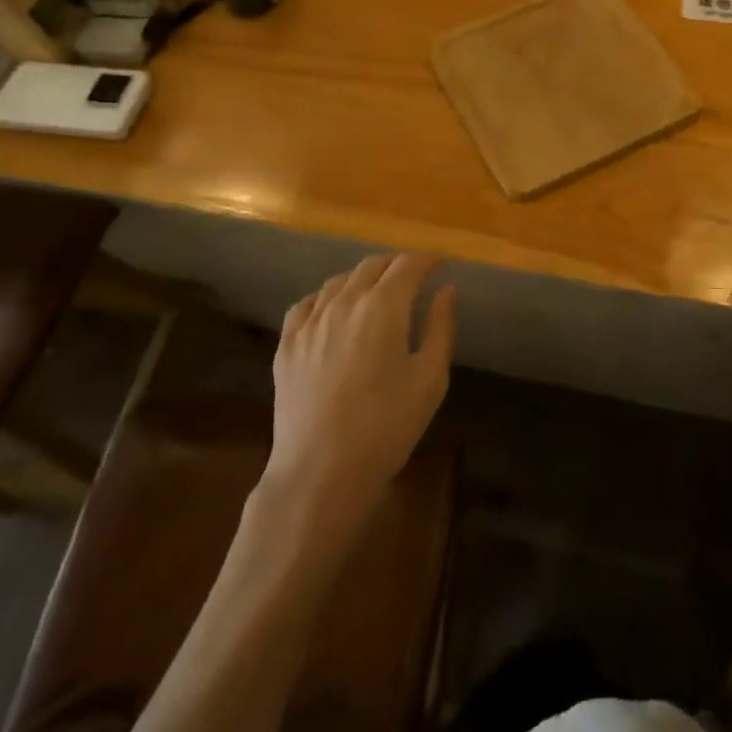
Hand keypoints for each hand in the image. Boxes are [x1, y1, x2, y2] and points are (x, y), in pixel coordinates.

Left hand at [267, 253, 455, 518]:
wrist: (321, 471)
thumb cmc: (387, 426)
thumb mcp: (430, 378)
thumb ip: (441, 327)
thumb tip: (446, 291)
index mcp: (383, 307)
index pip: (407, 266)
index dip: (427, 260)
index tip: (440, 263)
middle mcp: (344, 302)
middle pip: (372, 266)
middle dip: (396, 264)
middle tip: (413, 276)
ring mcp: (310, 322)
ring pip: (338, 281)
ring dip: (362, 278)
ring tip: (376, 291)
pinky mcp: (286, 344)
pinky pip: (306, 304)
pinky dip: (326, 297)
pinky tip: (332, 310)